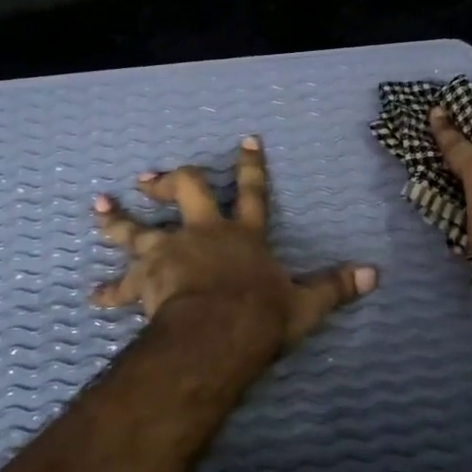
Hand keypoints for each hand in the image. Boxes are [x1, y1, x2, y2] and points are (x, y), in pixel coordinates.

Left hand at [92, 136, 376, 352]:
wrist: (217, 332)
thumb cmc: (261, 314)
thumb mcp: (306, 303)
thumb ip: (336, 286)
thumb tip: (376, 275)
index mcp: (243, 235)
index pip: (252, 191)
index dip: (250, 165)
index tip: (245, 139)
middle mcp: (203, 234)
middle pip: (185, 192)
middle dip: (170, 181)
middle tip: (149, 178)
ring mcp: (169, 253)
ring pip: (137, 230)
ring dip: (117, 220)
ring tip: (99, 207)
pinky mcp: (145, 280)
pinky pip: (122, 286)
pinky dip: (110, 292)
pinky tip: (95, 297)